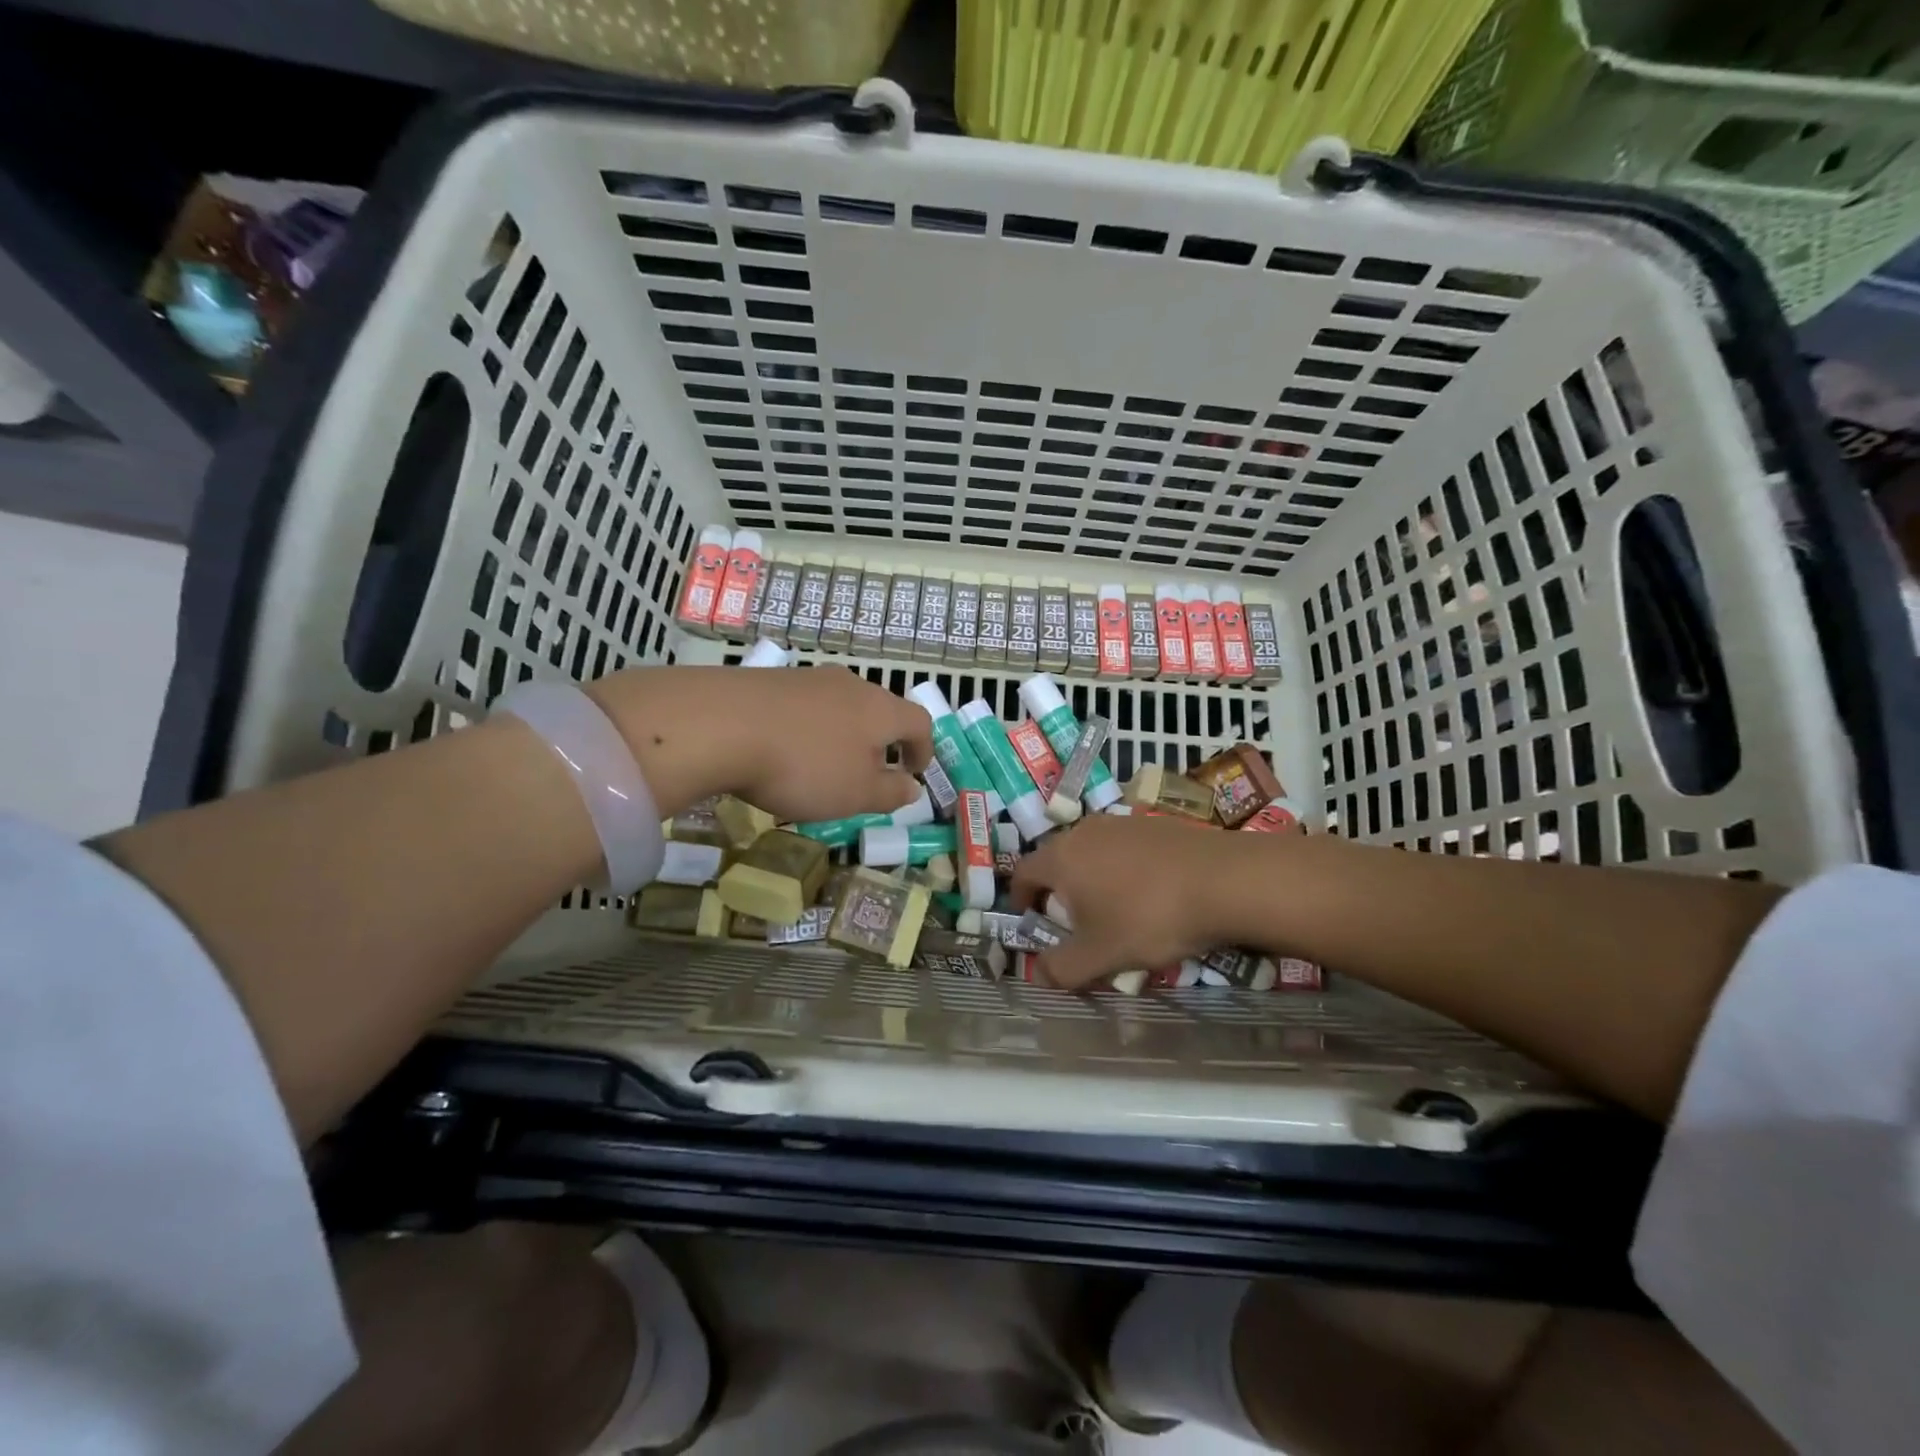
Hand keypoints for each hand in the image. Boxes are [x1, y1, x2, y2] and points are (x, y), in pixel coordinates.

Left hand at [586, 665, 932, 822]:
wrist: (720, 724)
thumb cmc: (804, 766)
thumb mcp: (855, 794)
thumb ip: (889, 792)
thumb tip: (912, 788)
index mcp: (880, 709)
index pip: (918, 722)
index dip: (923, 748)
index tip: (915, 772)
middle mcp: (850, 685)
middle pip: (879, 709)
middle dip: (880, 741)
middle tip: (870, 771)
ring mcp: (807, 679)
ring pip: (839, 706)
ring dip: (842, 735)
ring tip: (824, 765)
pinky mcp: (769, 681)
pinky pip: (803, 707)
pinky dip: (806, 729)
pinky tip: (784, 751)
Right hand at [1011, 814, 1246, 988]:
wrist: (1223, 880)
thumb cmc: (1148, 917)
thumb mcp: (1101, 955)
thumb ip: (1062, 968)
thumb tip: (1036, 975)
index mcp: (1061, 857)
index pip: (1022, 872)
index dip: (1020, 898)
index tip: (1032, 920)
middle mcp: (1085, 831)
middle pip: (1058, 859)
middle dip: (1059, 891)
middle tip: (1075, 923)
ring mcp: (1122, 822)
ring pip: (1093, 852)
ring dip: (1094, 879)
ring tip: (1116, 910)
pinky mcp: (1155, 824)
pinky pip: (1125, 848)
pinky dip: (1125, 869)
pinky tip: (1152, 894)